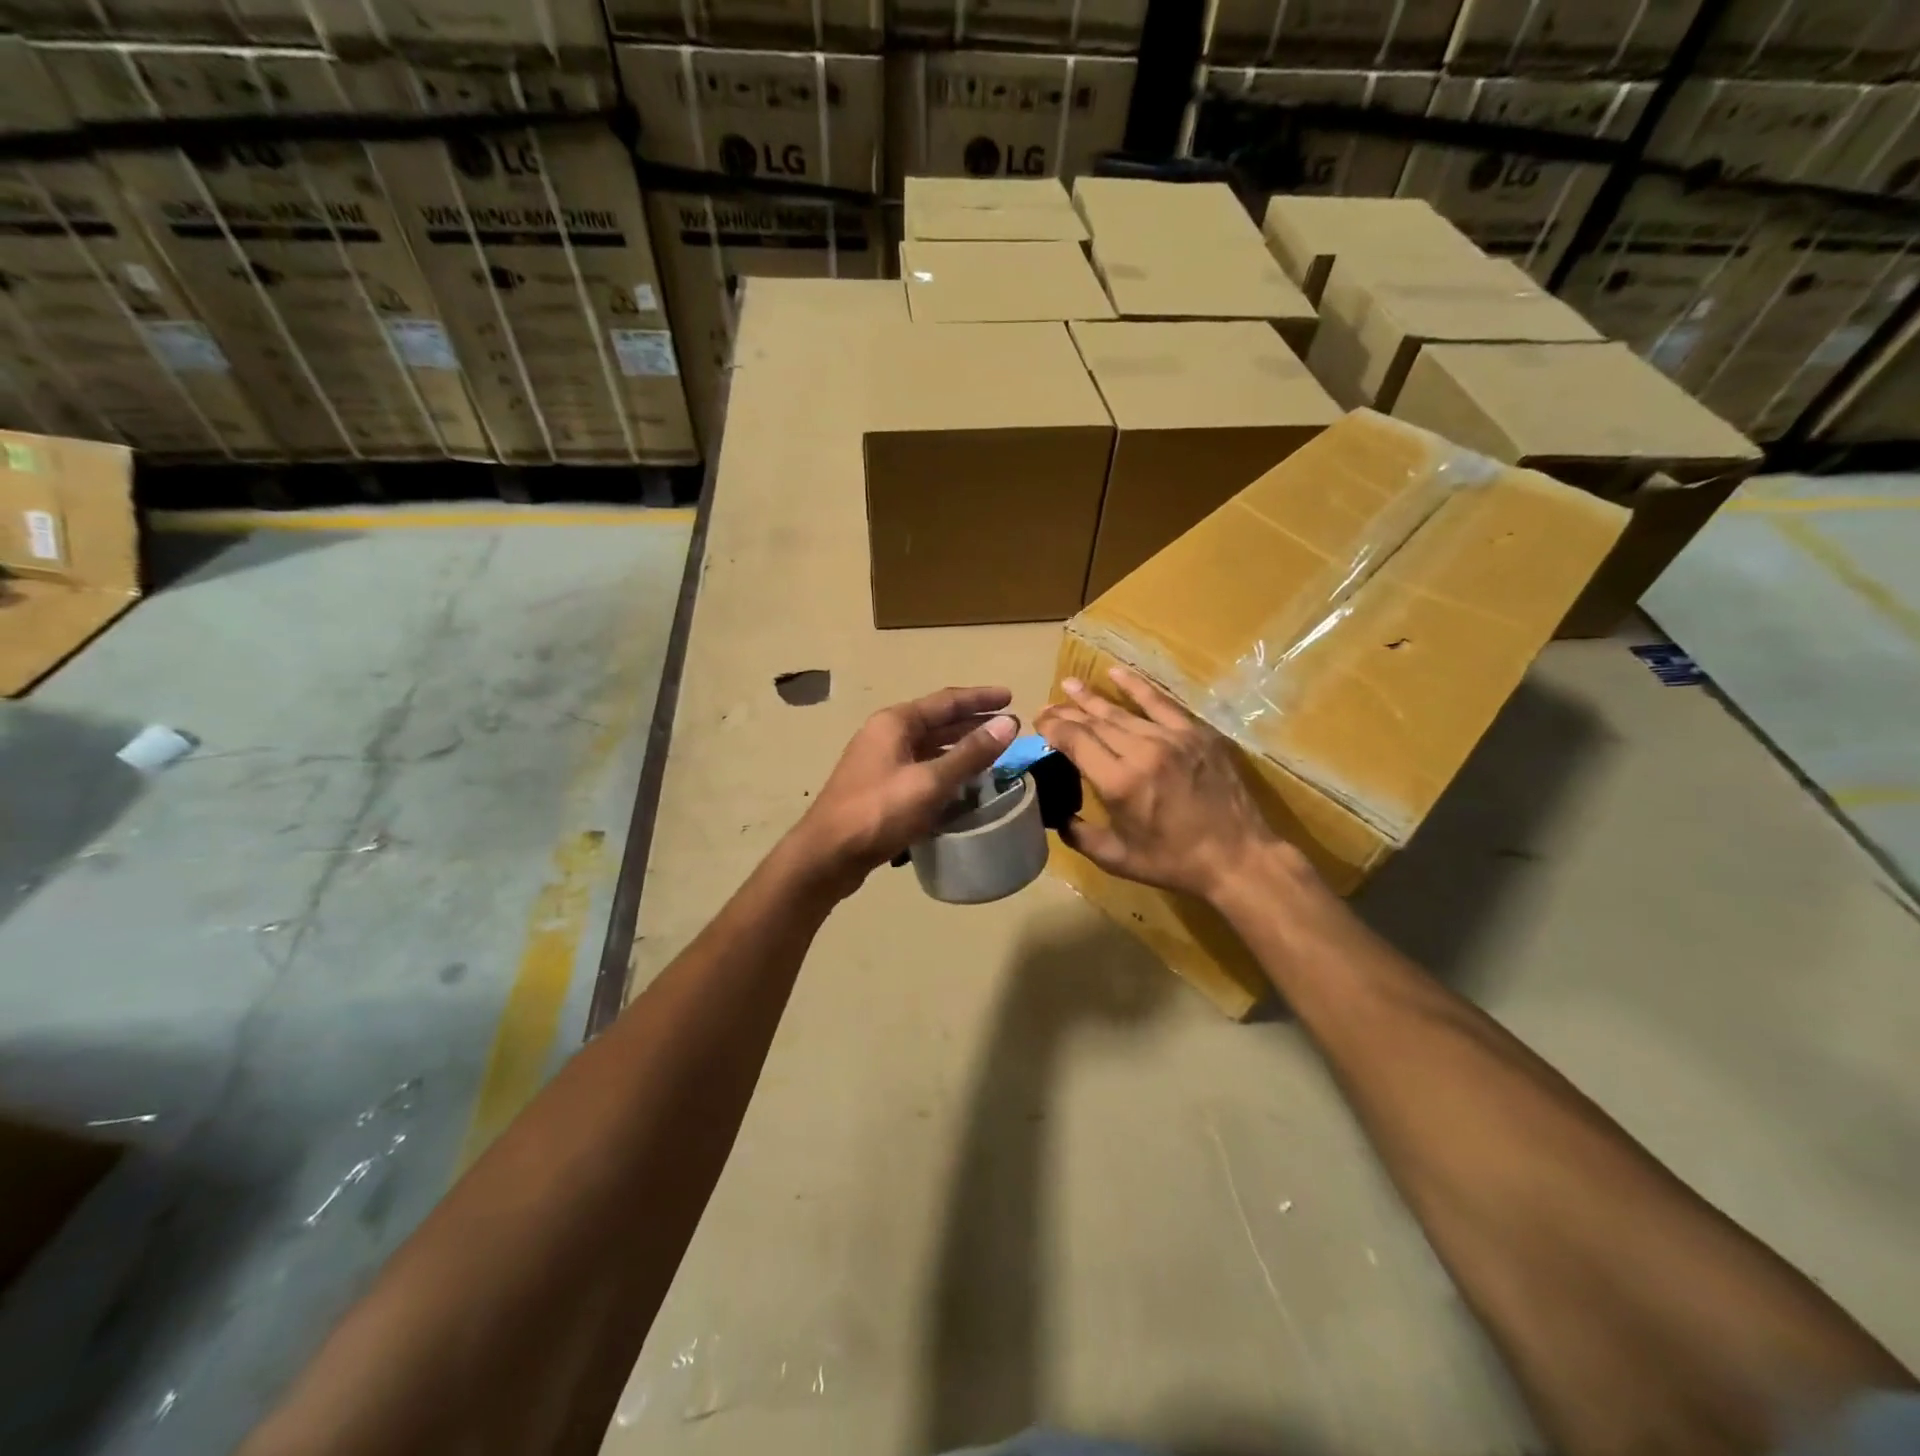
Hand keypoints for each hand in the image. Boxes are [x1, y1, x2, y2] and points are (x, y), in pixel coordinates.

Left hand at [791, 686, 1018, 896]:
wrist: (826, 856)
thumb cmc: (878, 812)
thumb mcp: (929, 782)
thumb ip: (970, 754)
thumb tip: (1008, 724)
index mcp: (895, 723)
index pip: (946, 701)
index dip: (980, 699)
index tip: (1011, 697)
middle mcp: (886, 735)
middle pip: (937, 722)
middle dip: (973, 723)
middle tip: (1008, 727)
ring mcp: (880, 762)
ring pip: (929, 747)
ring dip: (960, 748)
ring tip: (993, 753)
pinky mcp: (880, 789)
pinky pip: (920, 769)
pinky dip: (944, 771)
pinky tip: (963, 784)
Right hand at [1035, 666, 1297, 903]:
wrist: (1238, 857)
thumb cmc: (1174, 862)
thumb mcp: (1117, 859)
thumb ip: (1079, 835)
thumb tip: (1056, 815)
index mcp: (1119, 783)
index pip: (1076, 741)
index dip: (1053, 728)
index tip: (1039, 723)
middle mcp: (1142, 752)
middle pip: (1095, 722)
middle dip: (1067, 712)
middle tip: (1047, 706)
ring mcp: (1172, 738)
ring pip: (1122, 711)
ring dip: (1092, 697)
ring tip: (1070, 684)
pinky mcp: (1196, 733)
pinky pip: (1160, 702)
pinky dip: (1136, 686)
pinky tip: (1116, 672)